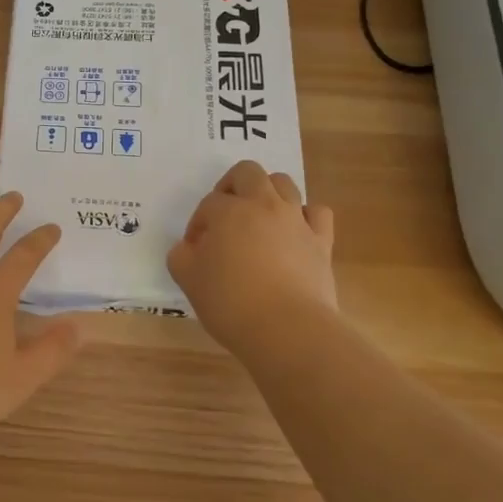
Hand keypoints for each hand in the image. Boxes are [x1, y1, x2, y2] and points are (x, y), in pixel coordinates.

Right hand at [167, 161, 338, 360]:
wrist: (288, 330)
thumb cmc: (231, 303)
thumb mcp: (188, 280)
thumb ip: (181, 256)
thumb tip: (188, 248)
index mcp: (228, 211)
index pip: (208, 204)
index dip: (198, 224)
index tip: (195, 250)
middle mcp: (263, 205)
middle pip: (247, 172)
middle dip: (231, 186)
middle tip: (224, 214)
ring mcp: (296, 220)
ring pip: (284, 183)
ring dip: (268, 193)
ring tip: (258, 219)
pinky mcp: (321, 241)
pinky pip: (317, 212)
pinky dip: (305, 215)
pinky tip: (295, 232)